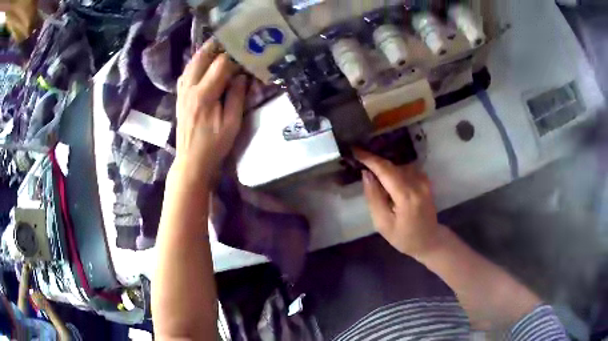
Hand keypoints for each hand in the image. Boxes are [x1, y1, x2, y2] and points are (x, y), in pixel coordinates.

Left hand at [174, 39, 247, 181]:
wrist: (191, 161)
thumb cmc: (214, 145)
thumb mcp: (232, 124)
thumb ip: (237, 97)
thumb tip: (241, 76)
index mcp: (204, 95)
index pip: (220, 65)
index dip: (234, 56)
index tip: (246, 51)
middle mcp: (190, 89)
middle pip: (201, 58)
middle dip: (216, 46)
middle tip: (231, 39)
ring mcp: (182, 93)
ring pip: (191, 64)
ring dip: (205, 53)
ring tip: (219, 47)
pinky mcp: (180, 97)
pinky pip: (186, 74)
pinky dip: (196, 64)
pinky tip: (203, 65)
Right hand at [354, 149, 443, 256]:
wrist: (429, 240)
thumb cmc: (403, 237)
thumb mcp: (383, 223)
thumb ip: (374, 197)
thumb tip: (366, 173)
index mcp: (406, 196)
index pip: (385, 170)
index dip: (369, 158)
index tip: (355, 150)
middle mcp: (418, 183)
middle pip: (392, 165)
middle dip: (375, 161)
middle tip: (359, 160)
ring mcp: (424, 181)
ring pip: (399, 166)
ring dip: (385, 167)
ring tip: (372, 173)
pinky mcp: (426, 181)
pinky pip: (406, 169)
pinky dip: (394, 170)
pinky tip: (388, 180)